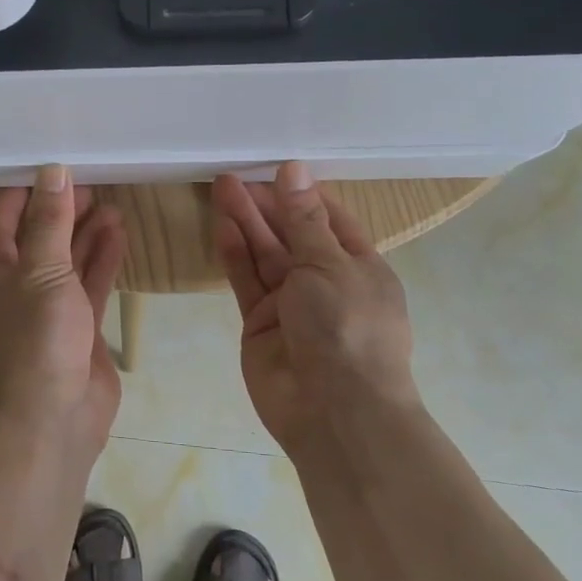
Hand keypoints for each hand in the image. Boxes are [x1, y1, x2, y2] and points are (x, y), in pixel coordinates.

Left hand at [0, 165, 126, 446]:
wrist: (53, 419)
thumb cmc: (36, 339)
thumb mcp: (41, 271)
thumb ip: (49, 222)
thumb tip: (52, 172)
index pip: (3, 219)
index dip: (25, 191)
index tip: (52, 165)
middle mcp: (18, 286)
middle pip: (39, 237)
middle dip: (62, 210)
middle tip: (92, 182)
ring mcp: (49, 308)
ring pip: (68, 260)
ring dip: (86, 232)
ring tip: (111, 203)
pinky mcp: (79, 327)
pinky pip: (89, 284)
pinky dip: (103, 259)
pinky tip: (119, 234)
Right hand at [211, 162, 418, 452]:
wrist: (333, 411)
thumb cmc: (347, 328)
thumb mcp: (329, 264)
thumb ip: (304, 219)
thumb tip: (295, 170)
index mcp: (359, 266)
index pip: (329, 219)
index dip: (302, 194)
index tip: (274, 169)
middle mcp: (325, 282)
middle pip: (292, 234)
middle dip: (266, 205)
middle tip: (235, 176)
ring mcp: (291, 304)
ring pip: (265, 255)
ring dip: (246, 223)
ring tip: (222, 187)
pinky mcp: (259, 322)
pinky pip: (246, 281)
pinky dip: (235, 254)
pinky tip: (222, 226)